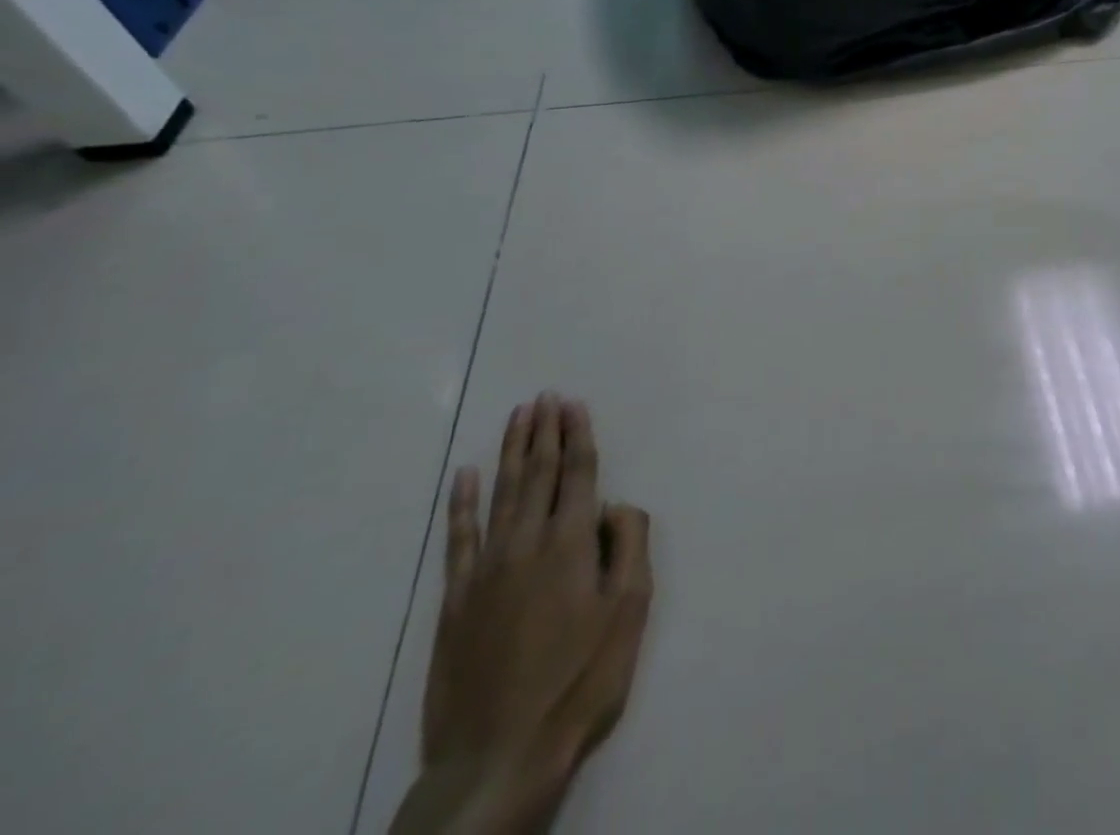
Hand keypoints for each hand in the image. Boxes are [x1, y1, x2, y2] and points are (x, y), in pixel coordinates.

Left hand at [409, 396, 651, 833]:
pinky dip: (460, 504)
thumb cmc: (580, 680)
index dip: (577, 435)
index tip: (573, 403)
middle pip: (537, 474)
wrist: (499, 756)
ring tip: (517, 417)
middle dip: (544, 432)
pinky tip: (462, 477)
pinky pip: (459, 539)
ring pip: (501, 494)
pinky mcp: (456, 601)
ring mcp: (486, 571)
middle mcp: (527, 544)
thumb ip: (629, 545)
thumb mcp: (630, 611)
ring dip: (510, 452)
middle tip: (545, 397)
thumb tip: (616, 504)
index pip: (578, 474)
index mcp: (571, 544)